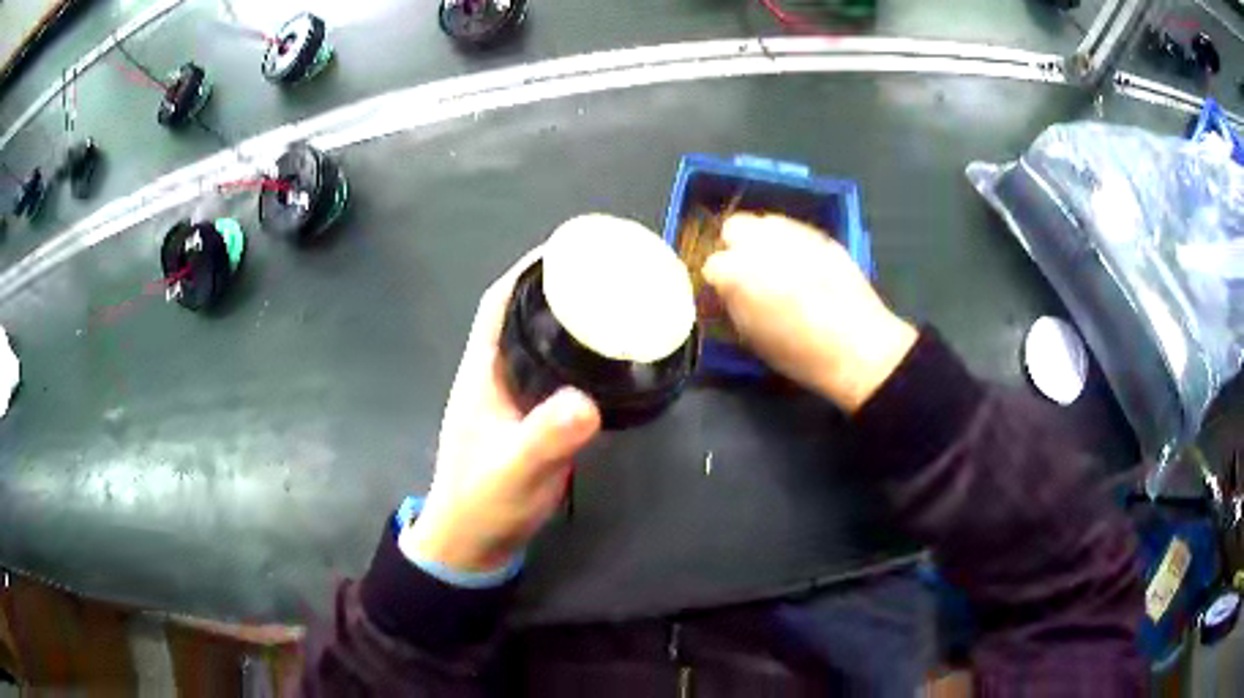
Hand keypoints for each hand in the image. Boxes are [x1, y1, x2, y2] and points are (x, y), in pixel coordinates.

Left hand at [404, 248, 601, 572]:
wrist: (475, 543)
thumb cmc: (483, 504)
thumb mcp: (513, 472)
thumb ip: (544, 441)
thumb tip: (586, 403)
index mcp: (483, 372)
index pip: (499, 303)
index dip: (528, 270)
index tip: (568, 248)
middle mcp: (497, 375)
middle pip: (524, 314)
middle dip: (558, 286)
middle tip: (608, 272)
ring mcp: (515, 397)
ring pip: (541, 342)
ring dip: (570, 319)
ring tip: (617, 304)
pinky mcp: (532, 417)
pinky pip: (557, 371)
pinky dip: (579, 355)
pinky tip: (610, 358)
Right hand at [702, 213, 917, 412]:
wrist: (859, 348)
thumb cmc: (800, 353)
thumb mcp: (752, 337)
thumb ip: (733, 304)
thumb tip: (728, 290)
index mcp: (737, 272)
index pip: (712, 264)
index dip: (719, 281)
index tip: (728, 294)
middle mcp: (761, 243)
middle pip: (734, 226)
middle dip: (736, 246)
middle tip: (749, 271)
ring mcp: (794, 234)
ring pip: (766, 222)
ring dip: (764, 240)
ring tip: (778, 266)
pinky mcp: (821, 235)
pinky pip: (795, 230)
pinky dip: (792, 243)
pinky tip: (804, 266)